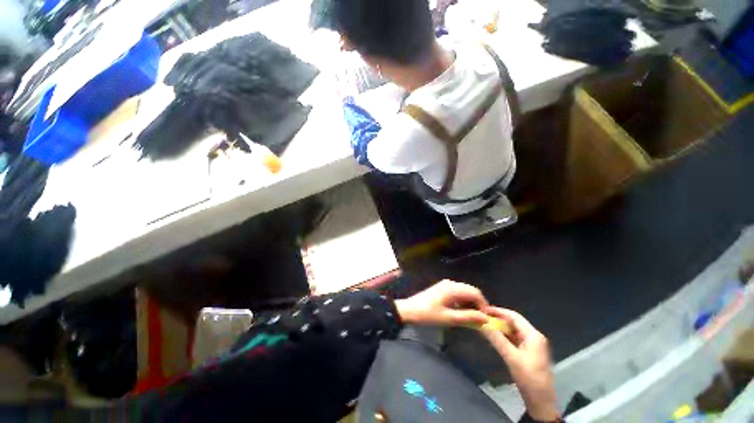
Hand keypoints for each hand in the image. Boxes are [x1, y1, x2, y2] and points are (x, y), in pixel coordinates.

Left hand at [395, 280, 489, 325]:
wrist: (409, 310)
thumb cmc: (428, 315)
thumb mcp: (448, 318)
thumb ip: (468, 317)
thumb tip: (485, 318)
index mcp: (452, 288)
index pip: (475, 292)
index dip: (483, 305)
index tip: (486, 319)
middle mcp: (450, 283)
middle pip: (470, 291)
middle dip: (477, 304)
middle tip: (479, 320)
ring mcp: (445, 285)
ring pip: (464, 292)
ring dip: (470, 303)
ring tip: (471, 318)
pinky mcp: (442, 288)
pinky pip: (457, 293)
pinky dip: (462, 302)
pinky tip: (461, 312)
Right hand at [481, 307, 558, 421]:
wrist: (541, 404)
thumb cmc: (529, 379)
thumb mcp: (511, 357)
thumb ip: (496, 338)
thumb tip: (481, 322)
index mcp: (533, 335)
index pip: (514, 316)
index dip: (498, 311)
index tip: (483, 308)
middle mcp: (533, 337)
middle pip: (513, 322)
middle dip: (498, 319)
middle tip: (481, 317)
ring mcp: (531, 346)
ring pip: (513, 331)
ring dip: (499, 328)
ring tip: (484, 326)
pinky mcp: (528, 353)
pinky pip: (513, 340)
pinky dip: (503, 337)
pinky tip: (493, 337)